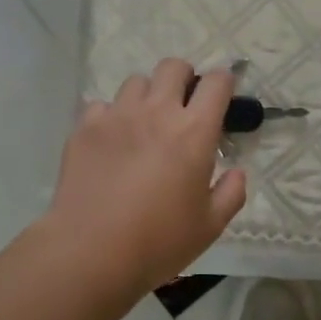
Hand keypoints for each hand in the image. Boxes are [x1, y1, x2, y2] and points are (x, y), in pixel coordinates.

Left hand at [43, 59, 247, 296]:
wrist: (90, 252)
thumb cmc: (158, 242)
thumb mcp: (210, 226)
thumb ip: (231, 193)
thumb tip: (236, 172)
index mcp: (194, 132)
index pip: (216, 83)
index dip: (224, 83)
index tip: (222, 98)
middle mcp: (157, 112)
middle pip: (173, 67)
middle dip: (184, 78)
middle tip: (183, 105)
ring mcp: (117, 116)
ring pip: (136, 82)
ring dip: (147, 96)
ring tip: (144, 124)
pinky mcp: (85, 128)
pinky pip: (101, 105)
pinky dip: (111, 116)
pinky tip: (111, 142)